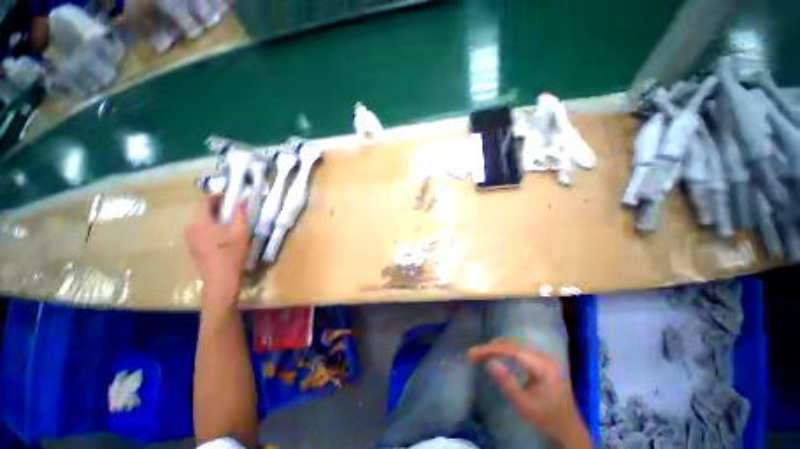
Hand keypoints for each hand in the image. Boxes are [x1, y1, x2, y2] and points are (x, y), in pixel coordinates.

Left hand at [185, 195, 249, 311]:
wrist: (220, 280)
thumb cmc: (232, 254)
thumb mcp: (241, 232)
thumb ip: (240, 214)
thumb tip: (240, 201)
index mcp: (200, 223)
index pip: (204, 202)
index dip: (217, 196)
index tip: (230, 196)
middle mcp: (190, 229)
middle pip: (202, 212)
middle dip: (218, 207)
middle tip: (233, 209)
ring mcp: (189, 240)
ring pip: (201, 223)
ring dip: (215, 218)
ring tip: (230, 223)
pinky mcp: (193, 249)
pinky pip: (200, 232)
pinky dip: (211, 228)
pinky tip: (223, 237)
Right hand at [468, 339, 589, 445]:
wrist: (568, 426)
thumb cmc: (546, 418)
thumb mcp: (525, 406)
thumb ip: (507, 383)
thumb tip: (489, 362)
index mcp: (543, 366)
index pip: (512, 350)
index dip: (490, 349)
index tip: (473, 353)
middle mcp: (543, 356)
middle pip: (512, 344)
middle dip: (490, 348)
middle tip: (473, 355)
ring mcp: (542, 356)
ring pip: (513, 344)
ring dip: (495, 348)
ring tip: (480, 354)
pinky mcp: (539, 359)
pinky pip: (518, 349)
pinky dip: (503, 350)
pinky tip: (494, 354)